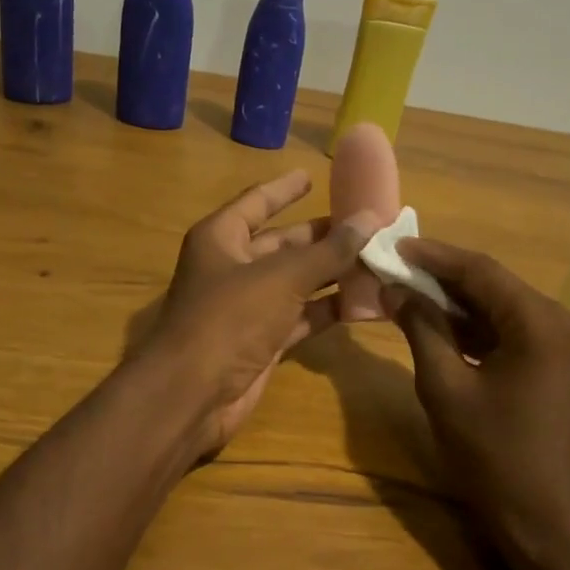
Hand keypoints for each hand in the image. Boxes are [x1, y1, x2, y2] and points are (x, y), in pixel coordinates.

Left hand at [141, 171, 378, 456]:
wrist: (193, 394)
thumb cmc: (230, 318)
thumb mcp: (282, 277)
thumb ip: (329, 250)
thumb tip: (370, 219)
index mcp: (222, 238)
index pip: (257, 203)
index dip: (284, 189)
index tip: (312, 176)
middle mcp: (232, 268)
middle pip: (282, 244)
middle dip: (321, 236)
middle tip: (366, 225)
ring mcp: (246, 308)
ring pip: (295, 282)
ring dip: (330, 274)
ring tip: (376, 259)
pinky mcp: (261, 342)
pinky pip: (300, 317)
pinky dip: (327, 310)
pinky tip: (363, 302)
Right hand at [385, 240, 569, 567]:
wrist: (547, 520)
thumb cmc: (494, 456)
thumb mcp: (446, 388)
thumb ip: (422, 329)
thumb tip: (394, 290)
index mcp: (542, 323)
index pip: (482, 271)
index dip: (434, 257)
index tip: (393, 246)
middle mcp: (563, 322)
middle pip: (494, 286)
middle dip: (442, 279)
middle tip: (394, 269)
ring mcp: (566, 345)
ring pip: (502, 309)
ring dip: (457, 304)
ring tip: (406, 293)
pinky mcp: (559, 365)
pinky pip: (512, 333)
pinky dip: (476, 329)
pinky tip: (438, 326)